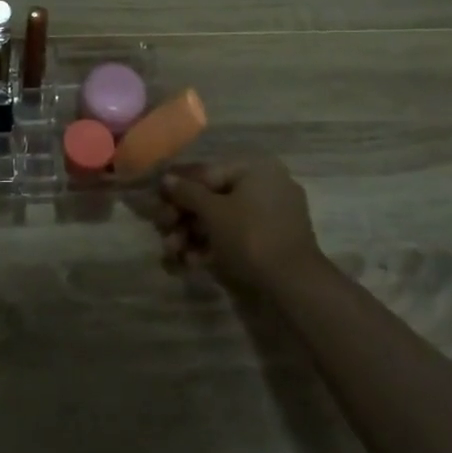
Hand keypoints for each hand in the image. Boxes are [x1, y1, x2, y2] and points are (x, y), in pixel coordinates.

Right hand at [154, 153, 325, 290]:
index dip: (178, 187)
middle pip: (213, 197)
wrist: (295, 284)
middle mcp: (265, 184)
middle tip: (163, 231)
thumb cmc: (250, 235)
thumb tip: (166, 179)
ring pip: (223, 219)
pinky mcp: (273, 241)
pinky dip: (215, 246)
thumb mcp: (213, 211)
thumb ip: (187, 192)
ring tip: (173, 252)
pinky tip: (192, 262)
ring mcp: (272, 214)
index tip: (156, 200)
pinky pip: (238, 235)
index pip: (206, 171)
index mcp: (254, 168)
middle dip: (184, 217)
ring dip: (194, 234)